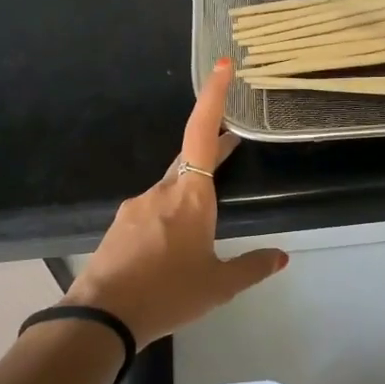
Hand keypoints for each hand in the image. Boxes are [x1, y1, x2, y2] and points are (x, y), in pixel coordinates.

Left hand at [65, 59, 287, 347]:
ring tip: (205, 221)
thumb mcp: (219, 285)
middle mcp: (162, 191)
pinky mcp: (121, 225)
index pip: (203, 134)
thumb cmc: (168, 294)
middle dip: (214, 149)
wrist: (102, 318)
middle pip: (190, 158)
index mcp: (191, 197)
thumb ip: (253, 267)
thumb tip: (282, 257)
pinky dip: (170, 214)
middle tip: (235, 143)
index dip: (214, 97)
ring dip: (191, 191)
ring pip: (171, 187)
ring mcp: (137, 206)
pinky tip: (173, 245)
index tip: (223, 66)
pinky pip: (153, 208)